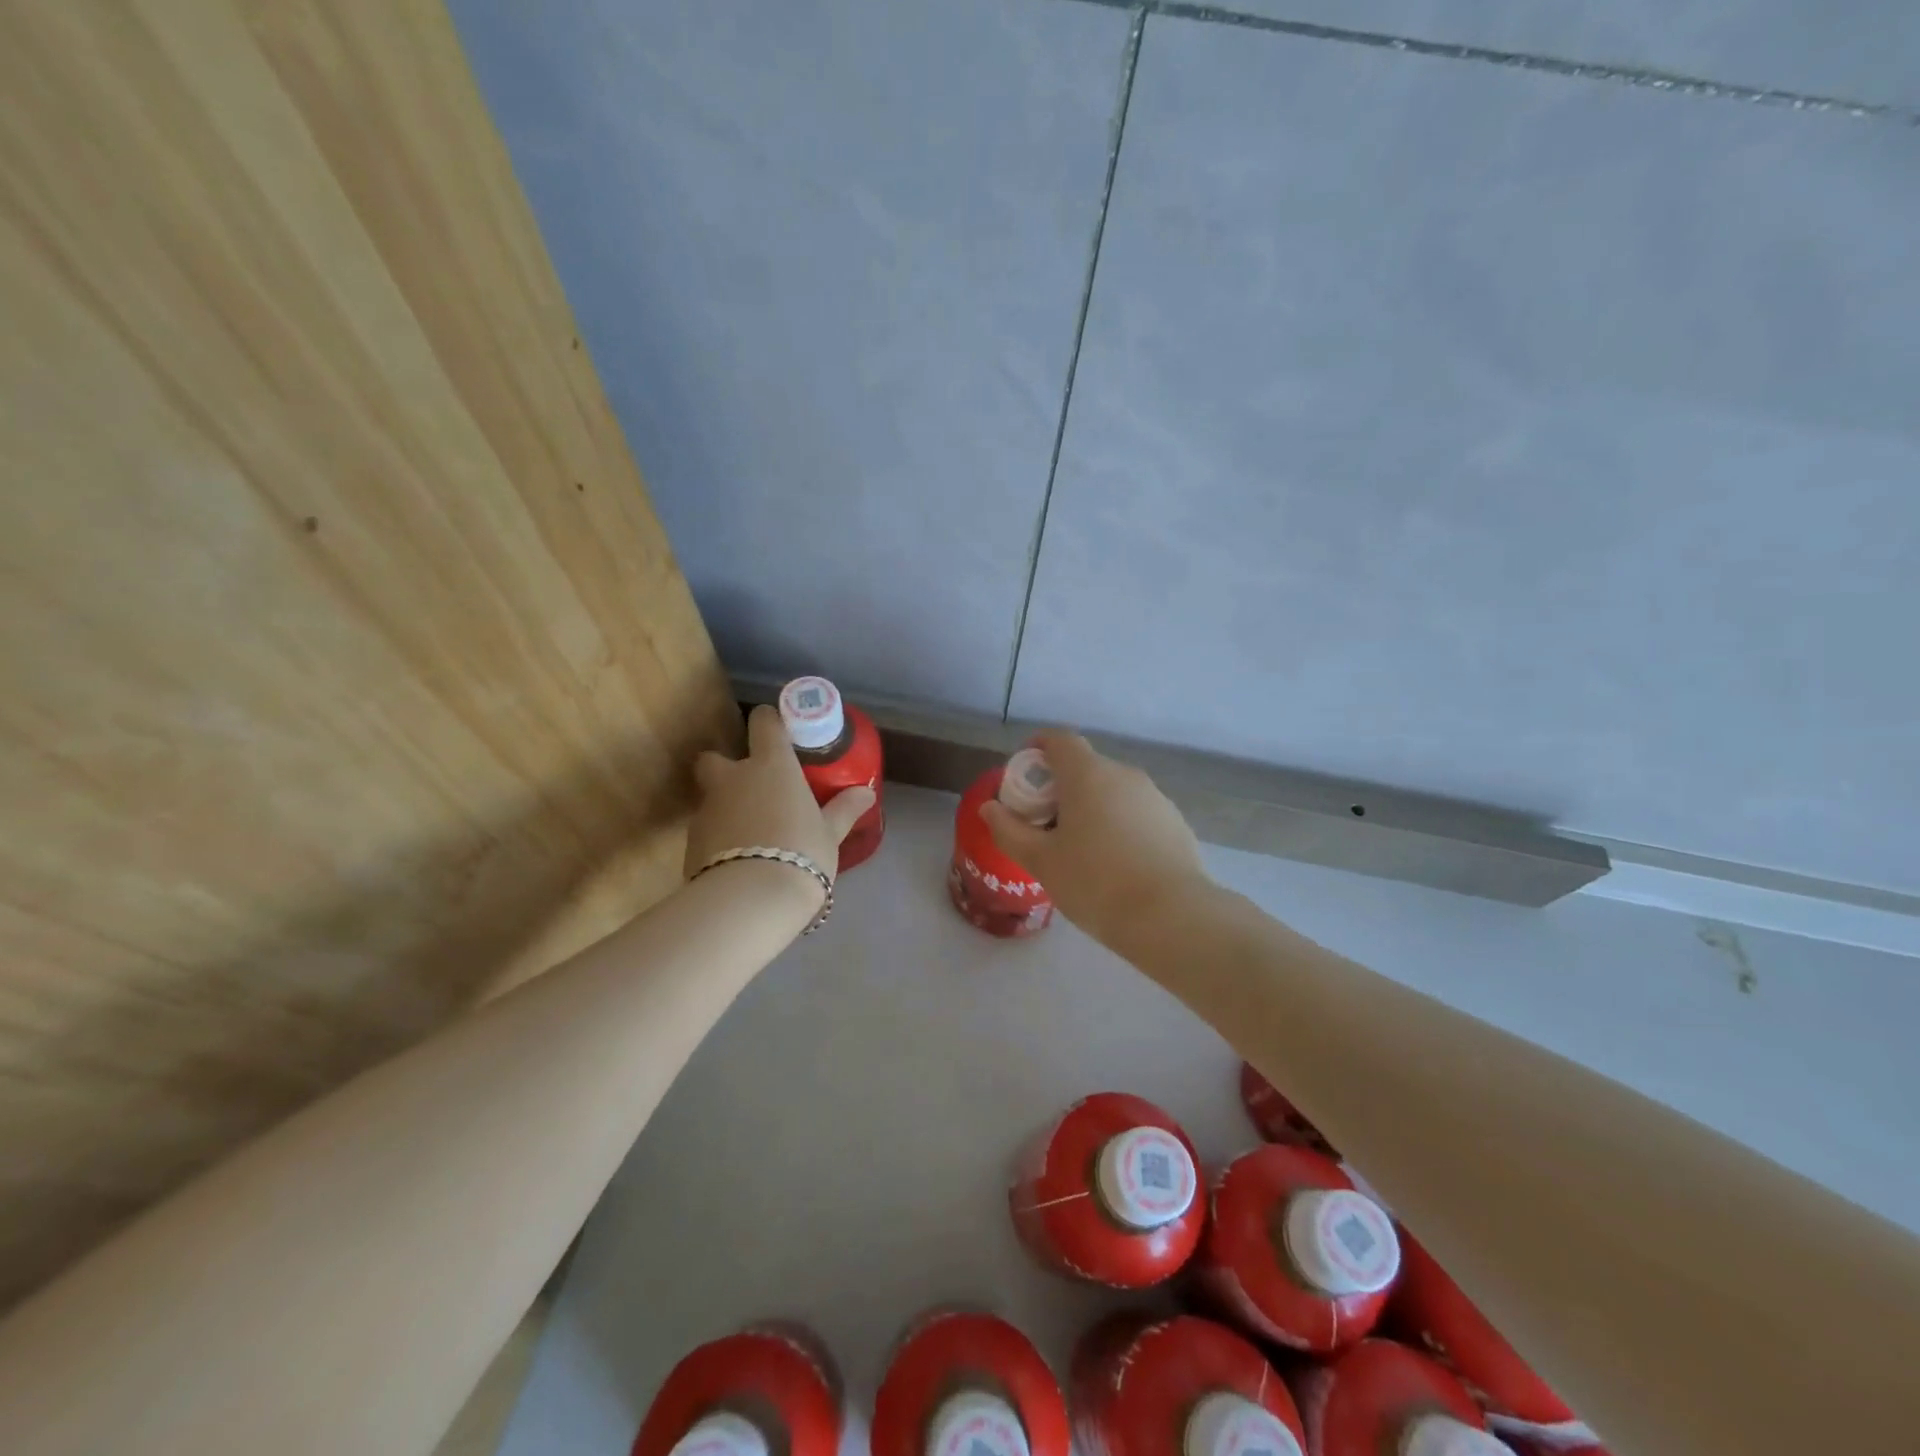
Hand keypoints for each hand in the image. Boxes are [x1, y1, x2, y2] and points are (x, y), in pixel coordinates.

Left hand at [685, 705, 875, 887]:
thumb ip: (844, 809)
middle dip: (726, 767)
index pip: (764, 723)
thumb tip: (866, 793)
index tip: (777, 728)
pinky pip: (706, 830)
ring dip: (725, 808)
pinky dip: (718, 838)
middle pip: (714, 758)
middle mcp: (733, 778)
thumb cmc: (801, 854)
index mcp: (771, 766)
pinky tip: (736, 860)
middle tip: (750, 788)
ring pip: (710, 797)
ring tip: (749, 834)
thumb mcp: (829, 833)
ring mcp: (707, 809)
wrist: (750, 900)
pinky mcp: (690, 842)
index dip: (769, 721)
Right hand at [980, 731, 1211, 950]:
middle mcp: (1123, 774)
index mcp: (1087, 774)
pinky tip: (1116, 864)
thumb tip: (990, 808)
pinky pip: (1136, 812)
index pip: (1059, 739)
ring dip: (1092, 806)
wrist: (1170, 916)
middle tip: (1044, 824)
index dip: (1037, 748)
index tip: (1024, 777)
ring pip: (1112, 790)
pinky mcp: (1175, 822)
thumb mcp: (1041, 861)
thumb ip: (1009, 830)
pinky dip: (1119, 824)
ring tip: (1080, 849)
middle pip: (1085, 766)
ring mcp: (1154, 797)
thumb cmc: (1094, 882)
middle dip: (1061, 787)